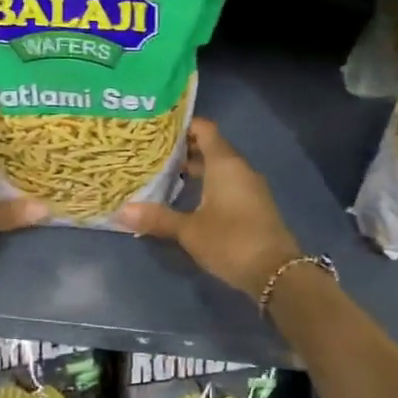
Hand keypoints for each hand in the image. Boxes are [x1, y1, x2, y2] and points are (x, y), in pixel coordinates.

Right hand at [116, 118, 301, 299]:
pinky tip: (188, 198)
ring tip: (165, 174)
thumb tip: (121, 211)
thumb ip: (158, 218)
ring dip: (196, 168)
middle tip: (153, 152)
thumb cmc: (231, 241)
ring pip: (219, 167)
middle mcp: (239, 169)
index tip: (157, 129)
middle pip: (211, 147)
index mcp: (225, 164)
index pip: (204, 129)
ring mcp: (249, 187)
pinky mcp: (253, 206)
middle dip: (184, 149)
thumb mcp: (189, 231)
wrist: (276, 272)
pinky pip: (227, 184)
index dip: (182, 125)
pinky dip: (208, 184)